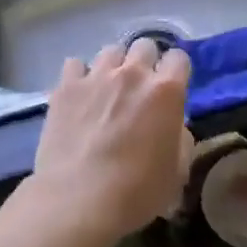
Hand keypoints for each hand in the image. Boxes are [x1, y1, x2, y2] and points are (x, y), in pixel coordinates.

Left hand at [31, 38, 193, 242]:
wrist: (78, 201)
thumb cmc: (136, 192)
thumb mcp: (176, 172)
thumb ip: (180, 138)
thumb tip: (172, 125)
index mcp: (166, 91)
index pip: (179, 58)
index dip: (176, 72)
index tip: (172, 89)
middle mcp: (132, 74)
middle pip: (145, 45)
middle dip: (145, 63)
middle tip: (139, 89)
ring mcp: (96, 76)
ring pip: (111, 50)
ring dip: (114, 66)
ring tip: (108, 89)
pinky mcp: (66, 87)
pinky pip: (75, 65)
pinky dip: (80, 76)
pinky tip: (79, 95)